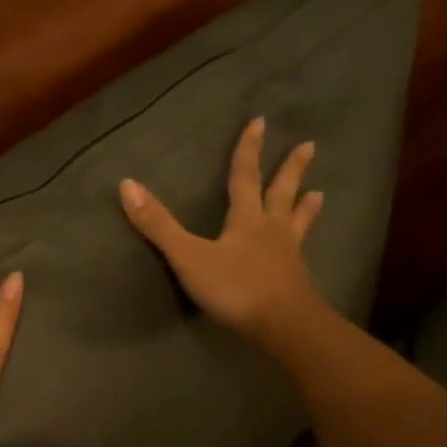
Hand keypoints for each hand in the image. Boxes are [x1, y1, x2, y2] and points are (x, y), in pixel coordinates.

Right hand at [120, 117, 329, 351]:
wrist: (282, 325)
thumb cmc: (235, 287)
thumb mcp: (189, 256)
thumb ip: (159, 225)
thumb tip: (127, 184)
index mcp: (247, 219)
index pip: (245, 177)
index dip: (248, 150)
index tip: (259, 122)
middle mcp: (271, 231)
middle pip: (282, 193)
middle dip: (292, 169)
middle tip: (309, 146)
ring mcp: (288, 256)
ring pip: (297, 223)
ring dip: (306, 207)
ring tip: (320, 194)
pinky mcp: (296, 282)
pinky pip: (301, 254)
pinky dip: (303, 245)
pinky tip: (305, 251)